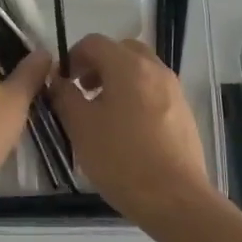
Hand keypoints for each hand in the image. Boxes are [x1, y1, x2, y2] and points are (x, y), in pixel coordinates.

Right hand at [49, 34, 215, 226]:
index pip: (94, 42)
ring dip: (118, 79)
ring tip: (103, 112)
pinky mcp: (184, 111)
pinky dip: (136, 95)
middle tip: (83, 91)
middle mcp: (154, 69)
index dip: (73, 56)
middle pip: (121, 50)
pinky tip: (127, 129)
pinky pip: (154, 89)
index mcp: (128, 66)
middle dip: (98, 64)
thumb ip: (64, 96)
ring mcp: (174, 89)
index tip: (63, 82)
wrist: (175, 199)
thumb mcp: (81, 127)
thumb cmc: (122, 159)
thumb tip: (57, 80)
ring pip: (140, 69)